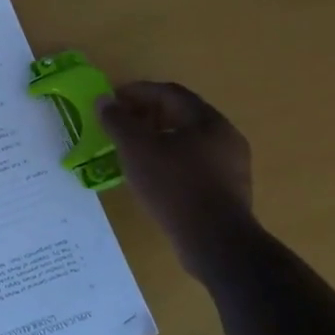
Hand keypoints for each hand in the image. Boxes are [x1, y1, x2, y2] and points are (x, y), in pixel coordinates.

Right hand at [98, 81, 253, 270]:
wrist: (215, 242)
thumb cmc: (174, 186)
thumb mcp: (137, 150)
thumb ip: (118, 121)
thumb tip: (103, 101)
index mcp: (207, 120)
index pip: (169, 93)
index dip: (137, 92)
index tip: (112, 100)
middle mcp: (225, 136)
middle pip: (181, 115)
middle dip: (147, 115)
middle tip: (120, 124)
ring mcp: (231, 165)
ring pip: (188, 141)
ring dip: (159, 139)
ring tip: (131, 150)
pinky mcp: (228, 191)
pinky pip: (195, 164)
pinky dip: (170, 160)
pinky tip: (153, 176)